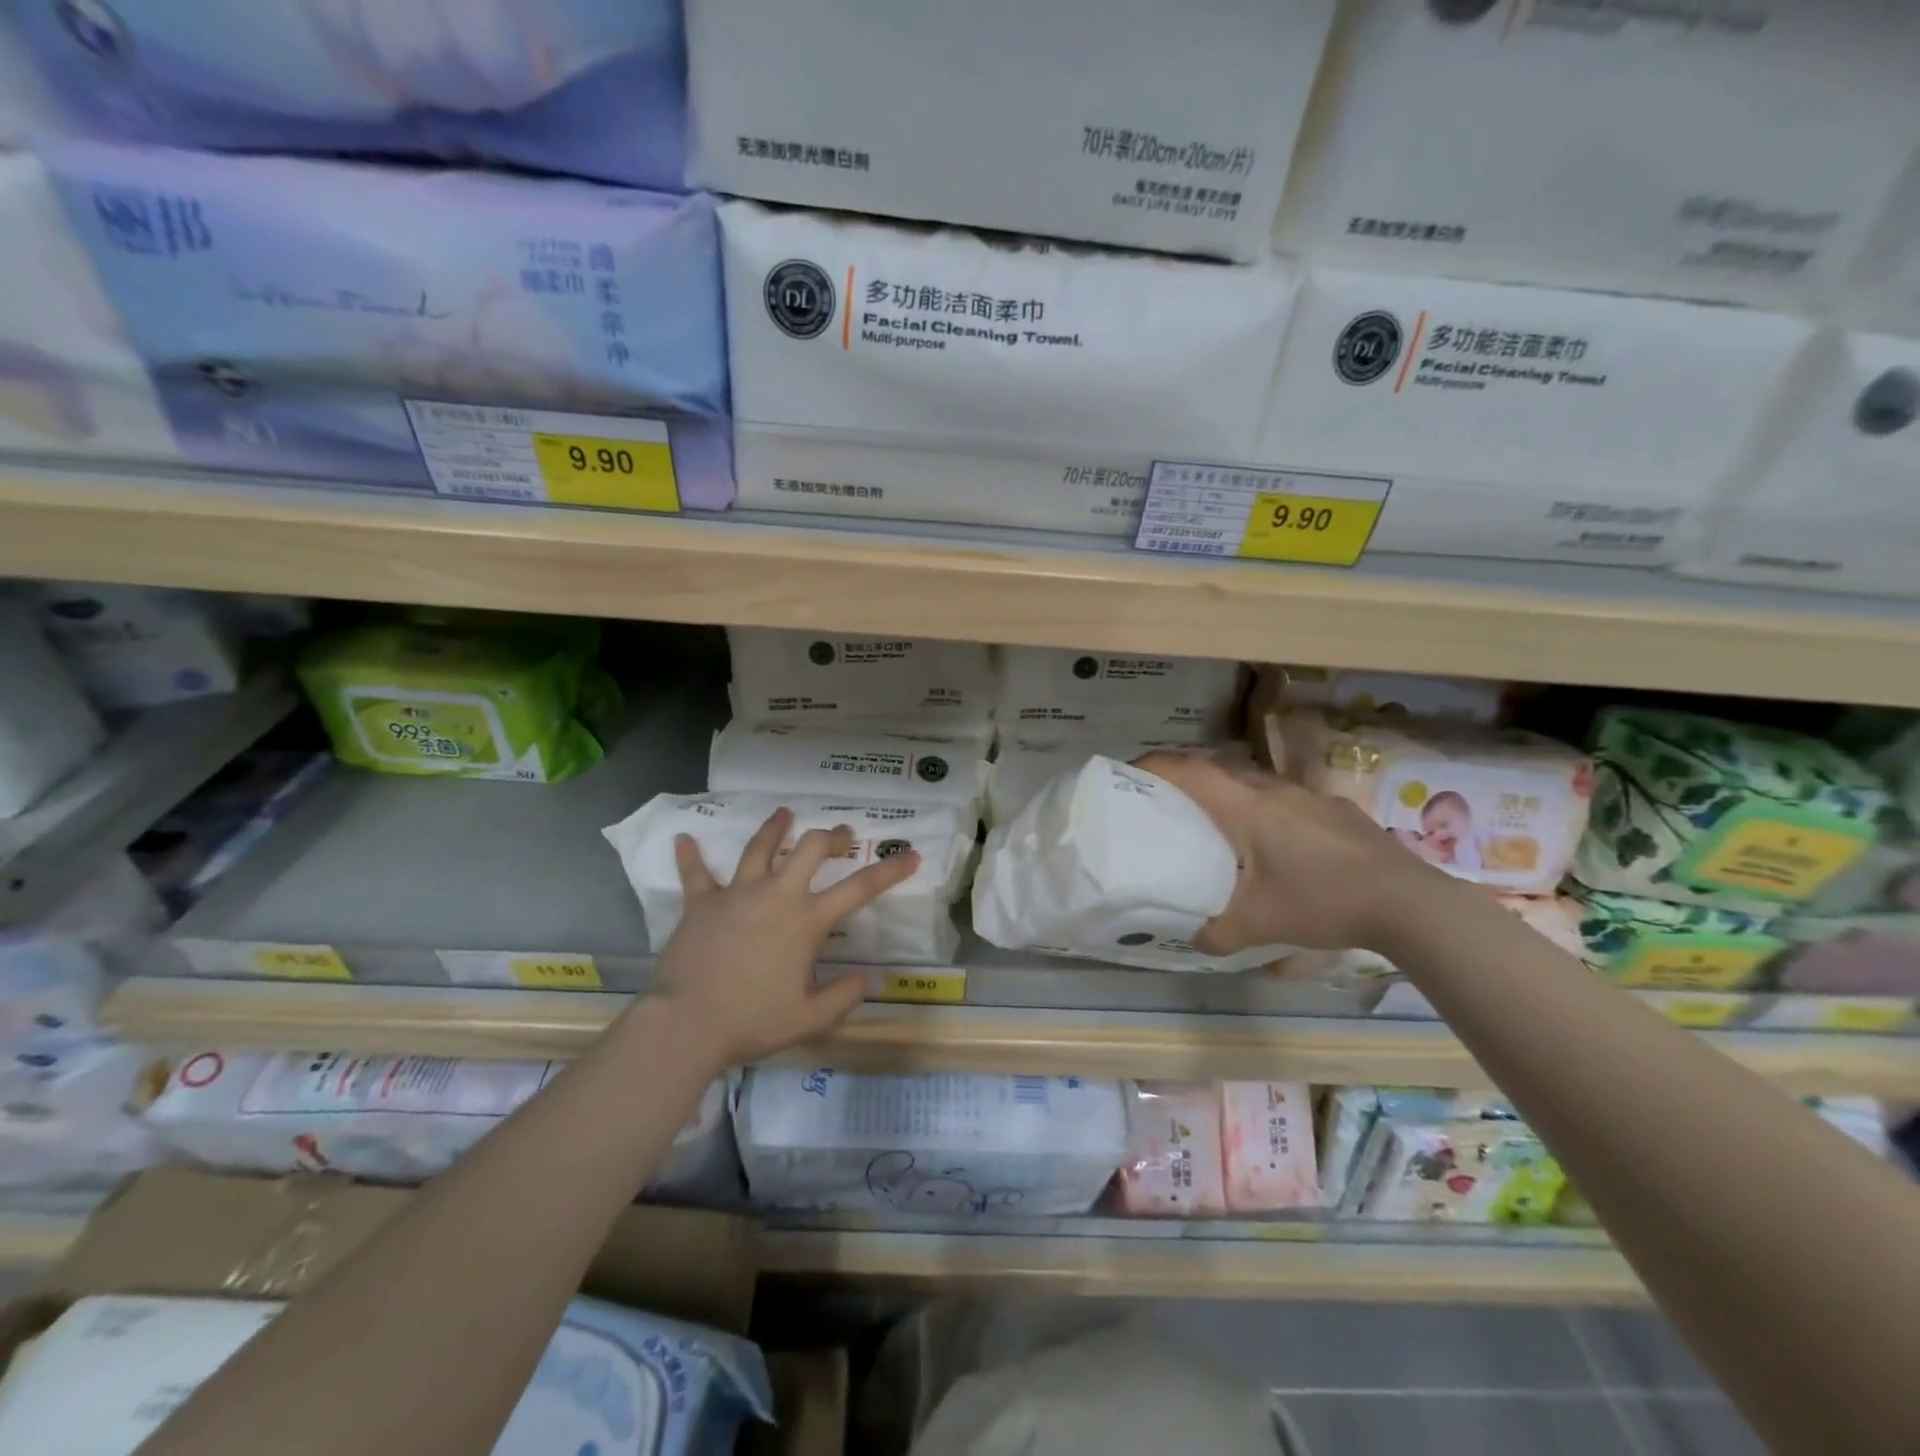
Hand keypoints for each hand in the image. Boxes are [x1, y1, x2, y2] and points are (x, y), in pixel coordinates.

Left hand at [650, 808, 920, 1068]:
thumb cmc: (752, 1020)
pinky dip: (690, 856)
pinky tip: (683, 838)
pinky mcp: (701, 903)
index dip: (890, 870)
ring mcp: (736, 894)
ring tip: (784, 813)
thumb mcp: (809, 1019)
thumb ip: (843, 997)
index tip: (912, 855)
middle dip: (831, 837)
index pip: (859, 888)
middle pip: (810, 848)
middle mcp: (776, 895)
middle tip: (842, 836)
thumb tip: (866, 979)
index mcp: (807, 921)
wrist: (686, 1024)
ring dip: (775, 828)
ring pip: (759, 848)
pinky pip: (695, 874)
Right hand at [1135, 750, 1443, 952]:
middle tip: (1165, 797)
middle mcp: (1273, 791)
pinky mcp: (1336, 810)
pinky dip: (1263, 808)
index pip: (1191, 771)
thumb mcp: (1260, 924)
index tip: (1130, 769)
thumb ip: (1218, 933)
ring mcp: (1309, 797)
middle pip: (1219, 769)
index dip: (1156, 764)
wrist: (1407, 902)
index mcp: (1247, 808)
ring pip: (1254, 782)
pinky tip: (1275, 842)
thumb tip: (1196, 939)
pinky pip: (1284, 798)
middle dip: (1186, 776)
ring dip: (1227, 791)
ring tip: (1216, 820)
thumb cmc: (1321, 901)